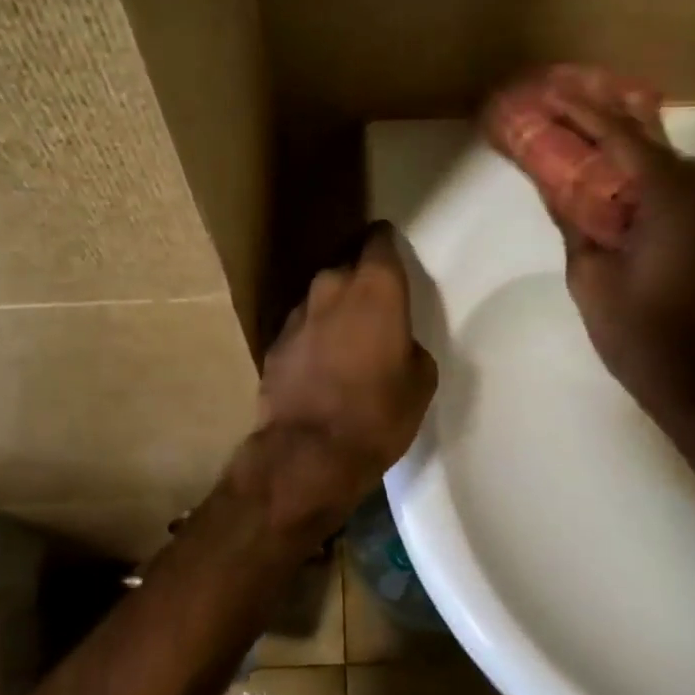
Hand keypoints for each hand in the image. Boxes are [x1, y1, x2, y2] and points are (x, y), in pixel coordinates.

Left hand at [258, 222, 438, 519]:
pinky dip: (312, 337)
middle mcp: (332, 287)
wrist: (309, 453)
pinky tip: (319, 364)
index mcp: (376, 288)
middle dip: (360, 280)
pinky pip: (302, 327)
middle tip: (374, 306)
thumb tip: (395, 342)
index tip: (392, 253)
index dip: (386, 244)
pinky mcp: (274, 341)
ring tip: (346, 339)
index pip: (379, 241)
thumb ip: (408, 344)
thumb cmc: (379, 413)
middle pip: (348, 267)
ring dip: (334, 310)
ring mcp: (297, 313)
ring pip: (322, 297)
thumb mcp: (420, 380)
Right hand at [543, 94, 694, 404]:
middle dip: (606, 120)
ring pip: (666, 164)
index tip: (552, 92)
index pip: (622, 138)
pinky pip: (677, 188)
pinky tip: (617, 179)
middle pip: (649, 142)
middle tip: (566, 102)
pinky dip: (645, 176)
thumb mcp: (590, 274)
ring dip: (627, 148)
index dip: (584, 112)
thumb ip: (574, 221)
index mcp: (670, 199)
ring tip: (586, 136)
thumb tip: (555, 186)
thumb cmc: (636, 328)